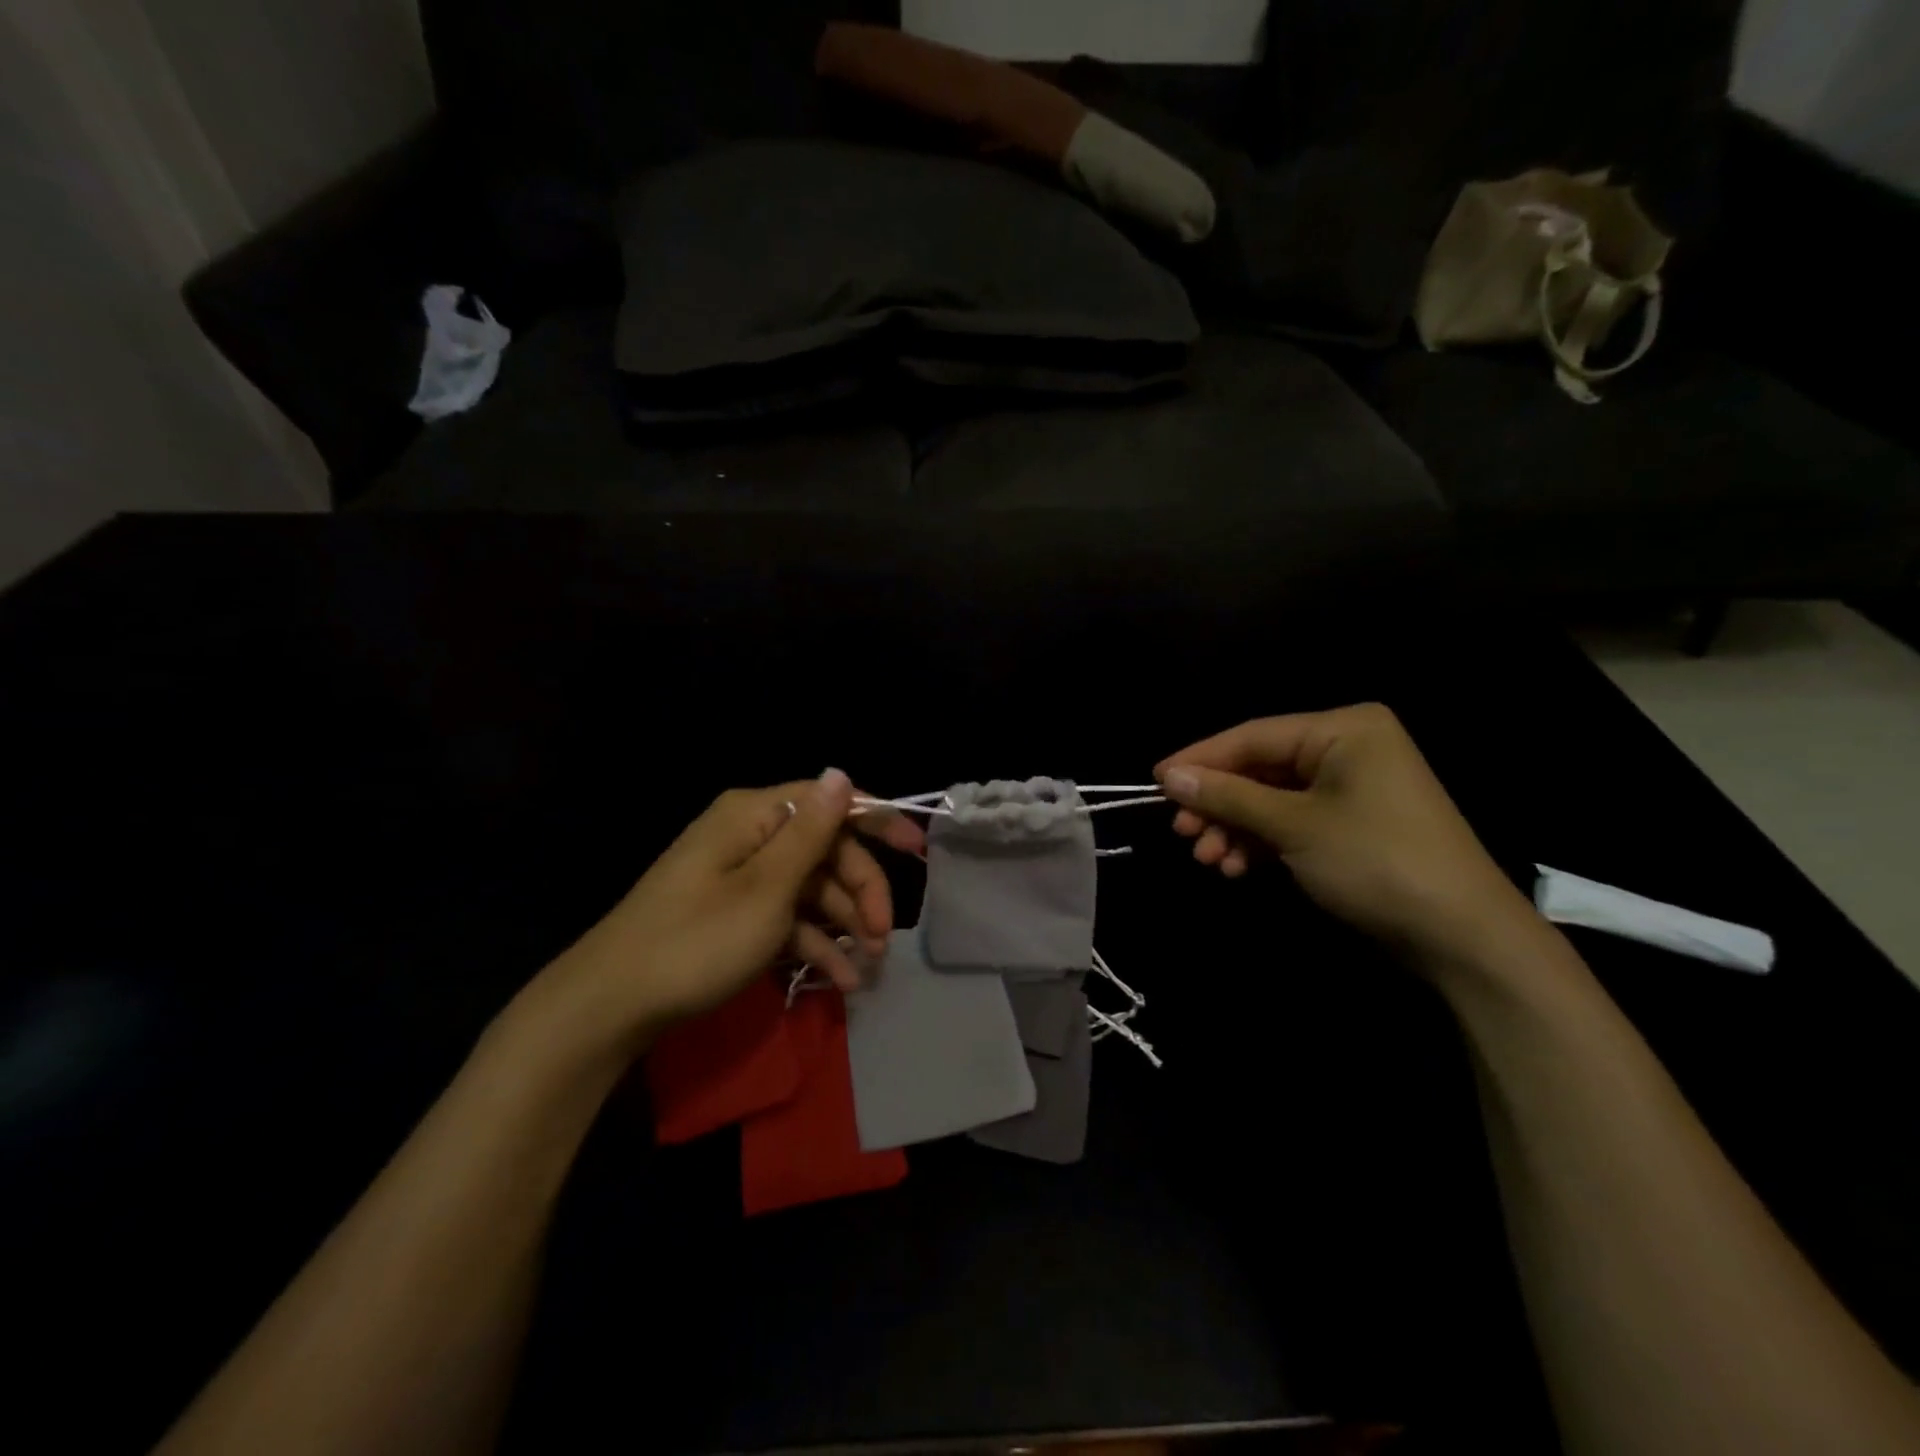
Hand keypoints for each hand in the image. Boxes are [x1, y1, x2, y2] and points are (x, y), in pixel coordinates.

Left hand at [534, 769, 924, 1052]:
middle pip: (826, 851)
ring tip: (868, 969)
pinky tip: (840, 982)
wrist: (611, 1004)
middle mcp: (750, 836)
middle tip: (884, 937)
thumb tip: (842, 773)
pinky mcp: (735, 914)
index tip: (918, 850)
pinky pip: (787, 919)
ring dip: (843, 926)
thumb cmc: (697, 939)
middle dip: (861, 892)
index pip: (830, 802)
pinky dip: (813, 945)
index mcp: (755, 815)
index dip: (878, 821)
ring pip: (811, 889)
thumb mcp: (766, 888)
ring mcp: (741, 877)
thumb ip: (812, 831)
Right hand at [1155, 705, 1533, 965]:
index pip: (1252, 736)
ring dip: (1234, 828)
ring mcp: (1349, 789)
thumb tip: (1167, 776)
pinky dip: (1260, 842)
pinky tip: (1236, 867)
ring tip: (1209, 859)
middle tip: (1182, 833)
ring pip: (1269, 800)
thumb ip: (1228, 796)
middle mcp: (1346, 749)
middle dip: (1218, 804)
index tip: (1154, 782)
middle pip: (1258, 769)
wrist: (1461, 938)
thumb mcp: (1294, 825)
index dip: (1200, 760)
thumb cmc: (1376, 861)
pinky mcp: (1348, 826)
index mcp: (1343, 729)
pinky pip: (1289, 822)